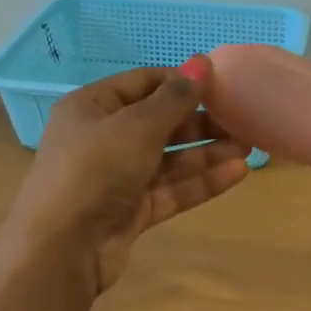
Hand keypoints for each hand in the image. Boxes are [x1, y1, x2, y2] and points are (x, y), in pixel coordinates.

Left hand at [8, 60, 250, 292]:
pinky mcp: (131, 211)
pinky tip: (237, 173)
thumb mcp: (137, 126)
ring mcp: (117, 178)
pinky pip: (171, 190)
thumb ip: (175, 98)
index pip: (143, 84)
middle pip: (159, 123)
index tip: (221, 84)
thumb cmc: (95, 170)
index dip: (181, 82)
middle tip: (242, 119)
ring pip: (169, 160)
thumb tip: (203, 61)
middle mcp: (103, 139)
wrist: (62, 248)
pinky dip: (201, 182)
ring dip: (207, 153)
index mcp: (92, 107)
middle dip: (201, 121)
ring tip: (249, 146)